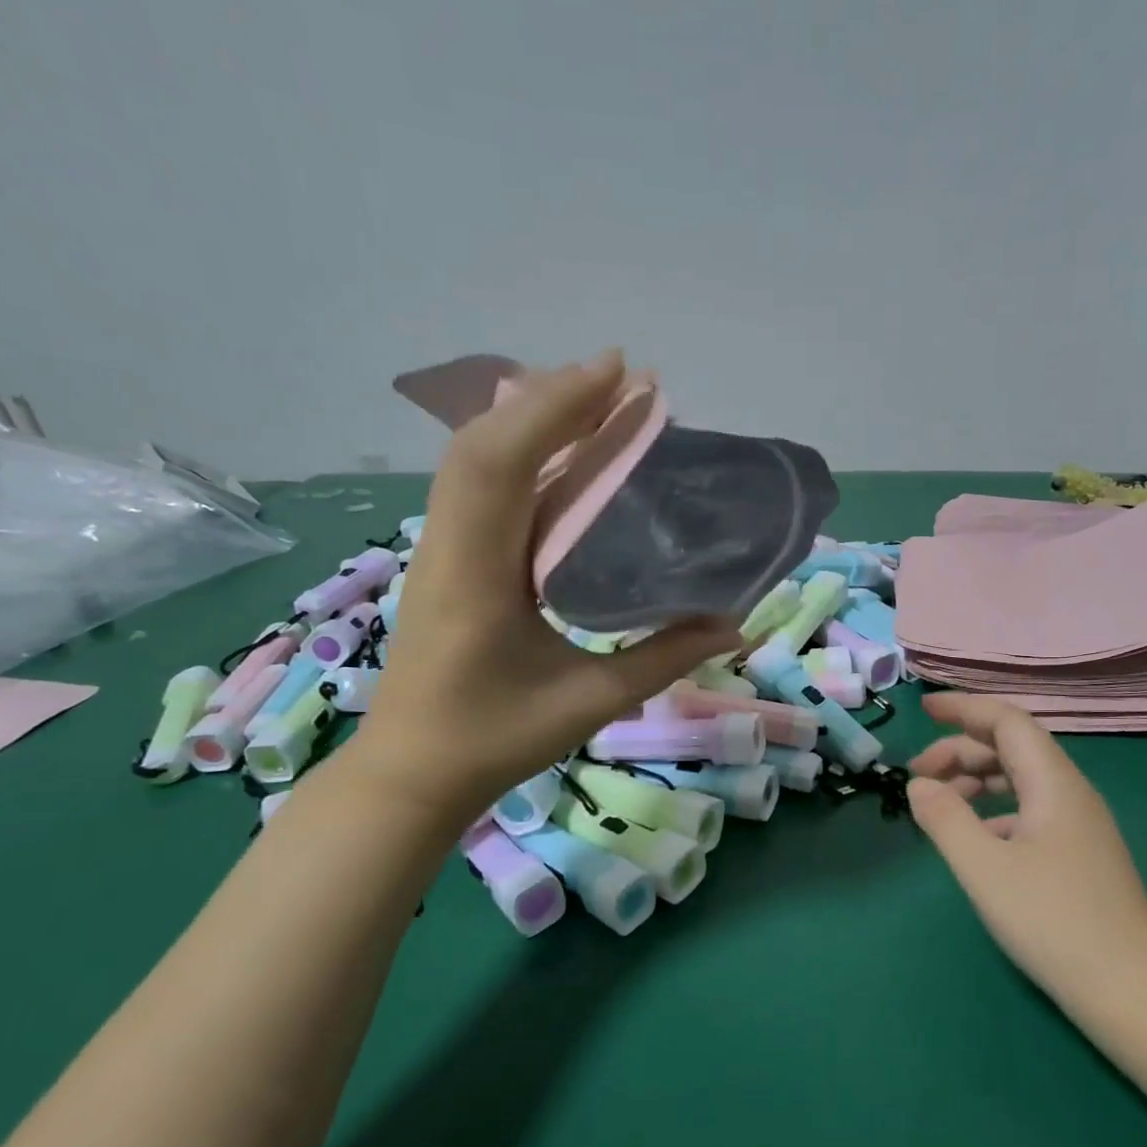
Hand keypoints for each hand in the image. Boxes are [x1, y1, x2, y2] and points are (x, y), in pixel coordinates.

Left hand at [353, 351, 738, 829]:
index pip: (503, 464)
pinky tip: (563, 455)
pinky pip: (480, 486)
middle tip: (623, 382)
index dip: (559, 408)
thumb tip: (734, 625)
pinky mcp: (448, 559)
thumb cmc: (495, 741)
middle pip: (484, 443)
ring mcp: (441, 549)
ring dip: (534, 420)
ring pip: (476, 458)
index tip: (619, 374)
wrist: (412, 773)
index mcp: (476, 575)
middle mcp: (449, 545)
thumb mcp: (590, 703)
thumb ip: (665, 659)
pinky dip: (522, 452)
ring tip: (599, 404)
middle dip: (553, 400)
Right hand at [906, 693, 1146, 1013]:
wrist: (1133, 992)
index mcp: (1054, 782)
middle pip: (1011, 748)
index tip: (924, 708)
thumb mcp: (984, 869)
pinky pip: (1029, 811)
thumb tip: (918, 785)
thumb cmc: (1054, 921)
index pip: (1007, 721)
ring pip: (1020, 781)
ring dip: (975, 781)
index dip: (964, 708)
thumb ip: (944, 819)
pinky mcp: (1079, 855)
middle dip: (960, 751)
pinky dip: (993, 812)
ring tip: (938, 806)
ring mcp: (1079, 825)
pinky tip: (975, 841)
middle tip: (916, 776)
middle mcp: (1070, 793)